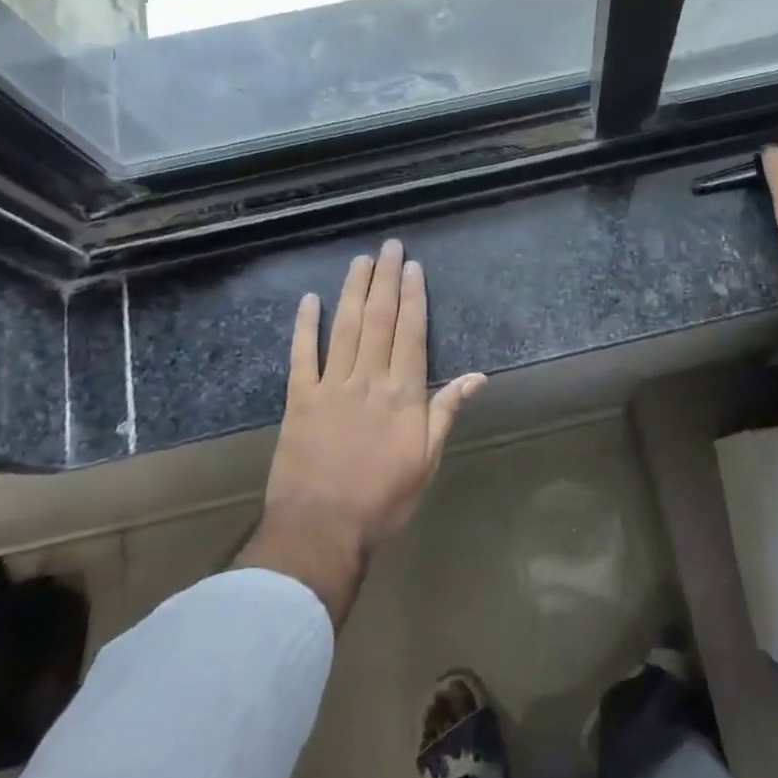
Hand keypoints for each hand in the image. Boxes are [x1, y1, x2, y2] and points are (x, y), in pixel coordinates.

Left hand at [237, 239, 485, 624]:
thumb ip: (446, 411)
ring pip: (344, 327)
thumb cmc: (384, 499)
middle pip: (379, 320)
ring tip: (360, 260)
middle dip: (385, 280)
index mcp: (403, 393)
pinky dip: (305, 326)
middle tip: (389, 247)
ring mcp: (331, 386)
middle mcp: (369, 379)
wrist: (323, 529)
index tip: (413, 267)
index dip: (413, 297)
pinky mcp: (299, 399)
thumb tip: (478, 375)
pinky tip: (309, 300)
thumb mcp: (428, 460)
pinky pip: (302, 355)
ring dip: (353, 291)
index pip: (411, 333)